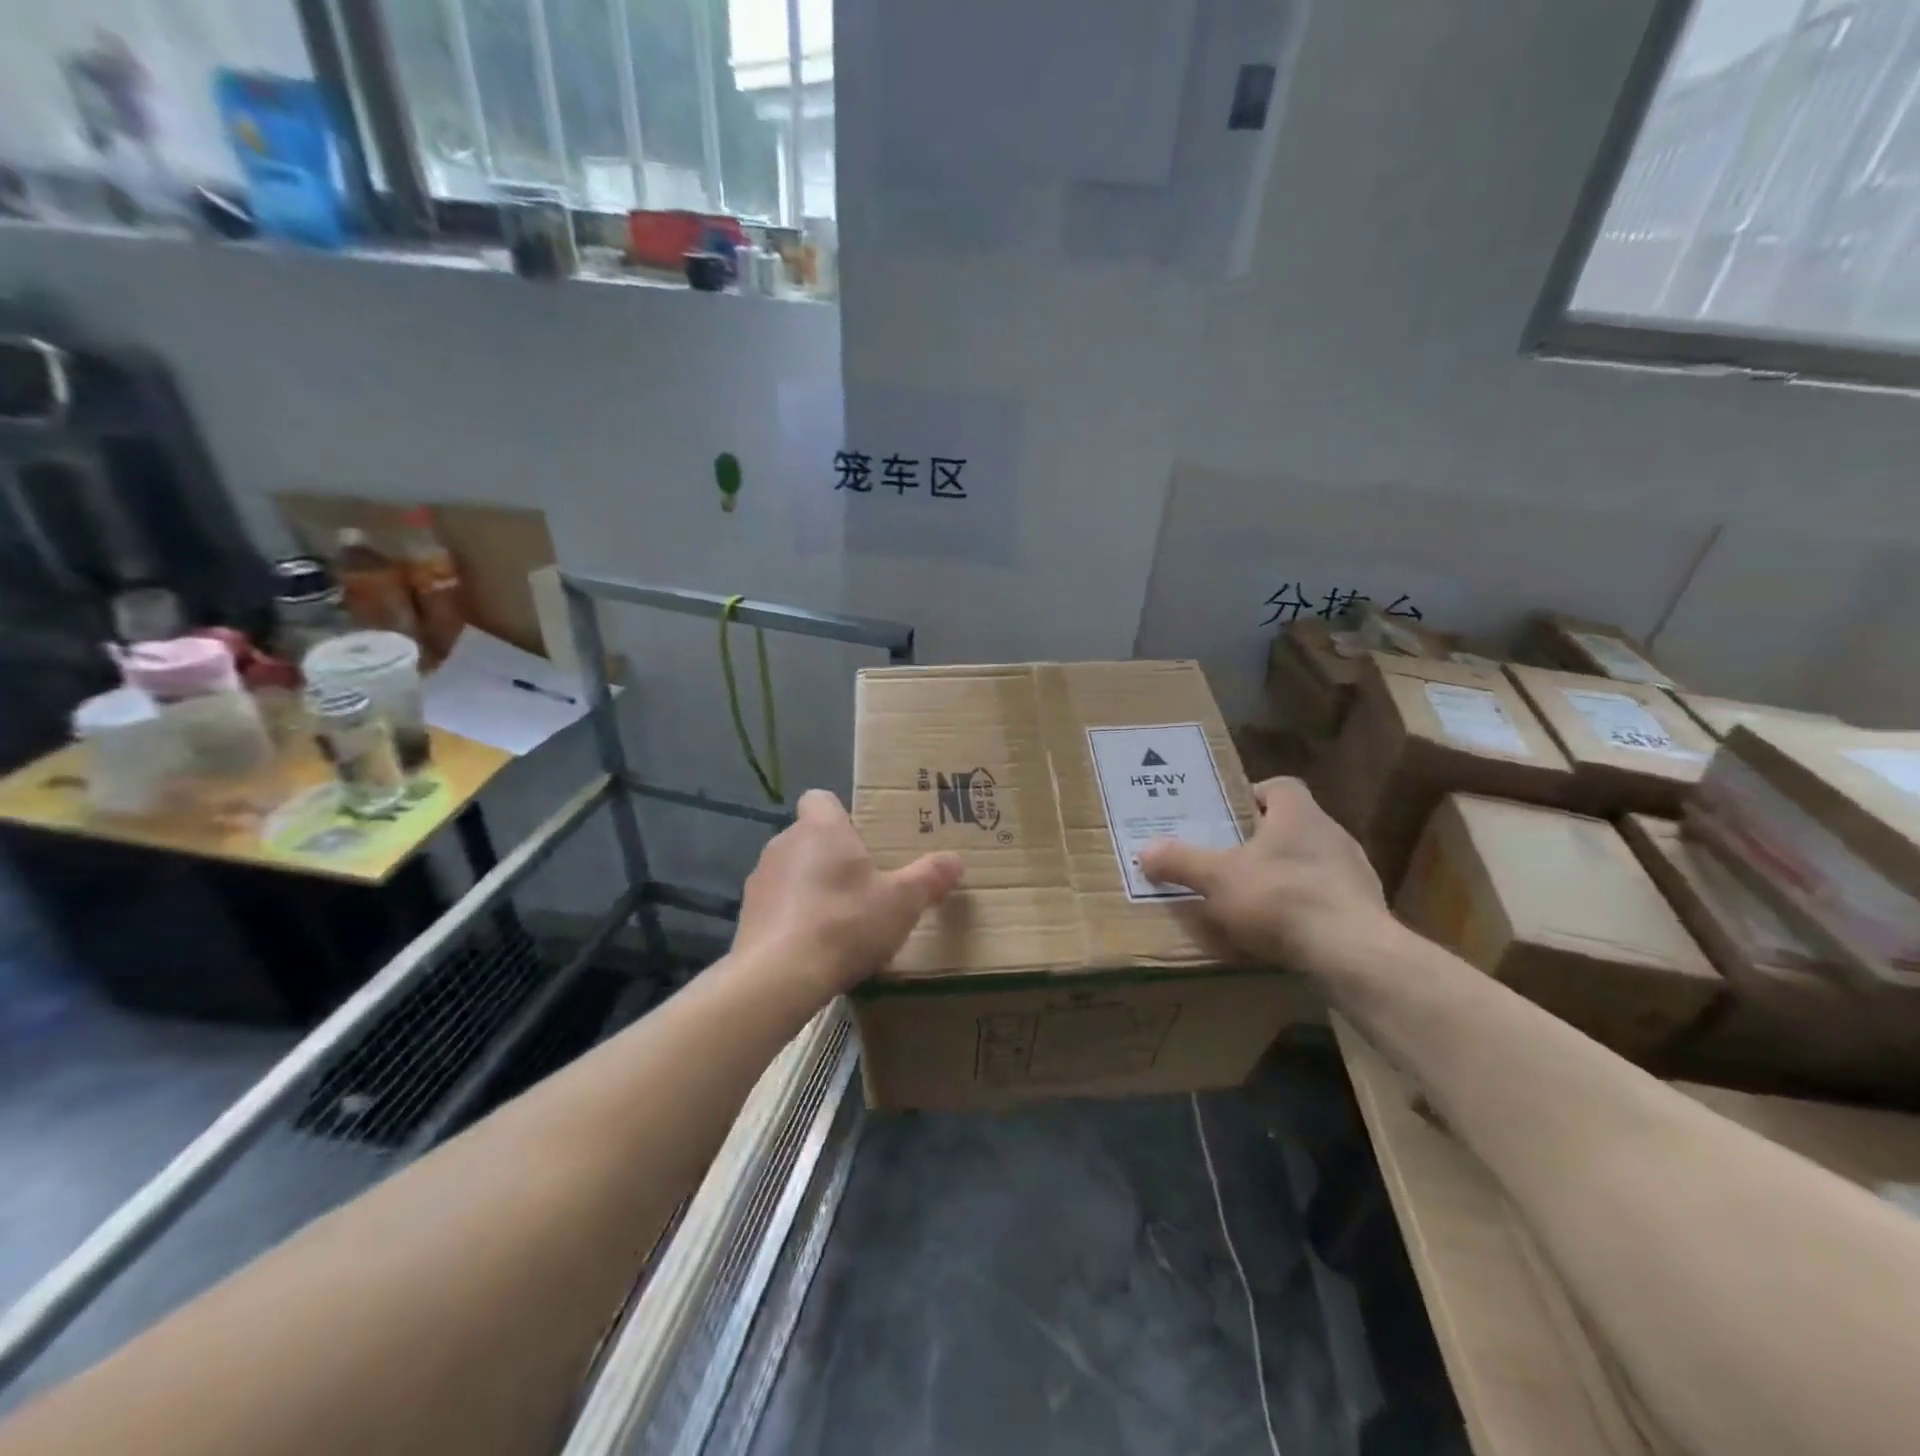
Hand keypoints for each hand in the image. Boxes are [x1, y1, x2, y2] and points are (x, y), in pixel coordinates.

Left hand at [733, 789, 963, 996]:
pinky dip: (794, 917)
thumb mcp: (902, 902)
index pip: (820, 798)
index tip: (862, 839)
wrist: (778, 976)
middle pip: (810, 836)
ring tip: (840, 921)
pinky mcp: (747, 915)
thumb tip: (955, 860)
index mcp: (821, 828)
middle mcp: (784, 843)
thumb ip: (930, 877)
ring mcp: (760, 879)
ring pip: (792, 870)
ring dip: (812, 887)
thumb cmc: (845, 923)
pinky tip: (814, 946)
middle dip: (834, 855)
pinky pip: (778, 904)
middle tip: (865, 885)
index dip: (840, 814)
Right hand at [1137, 777, 1390, 976]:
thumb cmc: (1280, 898)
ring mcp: (1355, 872)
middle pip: (1293, 824)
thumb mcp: (1217, 879)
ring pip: (1311, 861)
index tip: (1229, 815)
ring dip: (1285, 874)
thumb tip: (1145, 850)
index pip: (1279, 786)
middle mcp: (1331, 833)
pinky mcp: (1365, 908)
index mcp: (1299, 814)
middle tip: (1229, 857)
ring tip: (1253, 897)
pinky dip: (1304, 906)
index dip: (1253, 795)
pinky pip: (1326, 896)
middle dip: (1262, 839)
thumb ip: (1181, 861)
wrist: (1352, 953)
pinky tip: (1283, 930)